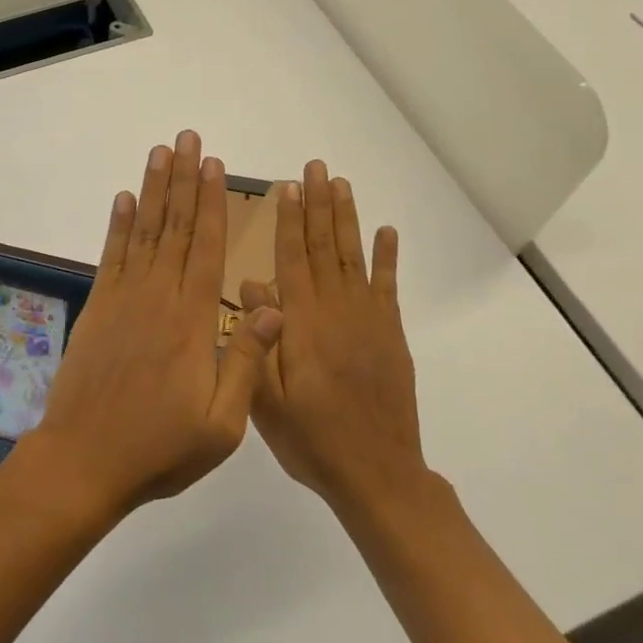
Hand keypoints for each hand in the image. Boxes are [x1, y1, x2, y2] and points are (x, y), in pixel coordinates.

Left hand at [30, 130, 284, 516]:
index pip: (208, 248)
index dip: (212, 204)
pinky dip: (118, 224)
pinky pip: (111, 256)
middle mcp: (159, 297)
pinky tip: (124, 198)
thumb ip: (246, 360)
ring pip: (145, 232)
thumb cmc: (159, 448)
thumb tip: (275, 306)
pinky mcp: (98, 308)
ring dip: (153, 189)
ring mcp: (124, 299)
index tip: (214, 166)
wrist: (85, 461)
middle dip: (184, 180)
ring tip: (160, 152)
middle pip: (176, 227)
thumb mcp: (221, 423)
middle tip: (188, 139)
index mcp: (193, 321)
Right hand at [247, 160, 427, 516]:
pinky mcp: (391, 334)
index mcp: (302, 324)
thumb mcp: (267, 400)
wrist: (377, 475)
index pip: (291, 258)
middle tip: (316, 167)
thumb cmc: (312, 440)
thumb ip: (258, 339)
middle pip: (323, 246)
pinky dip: (387, 257)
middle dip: (318, 204)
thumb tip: (250, 284)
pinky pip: (388, 286)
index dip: (288, 220)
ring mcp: (368, 320)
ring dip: (347, 218)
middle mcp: (336, 310)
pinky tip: (386, 231)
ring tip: (341, 184)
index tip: (287, 186)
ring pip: (353, 256)